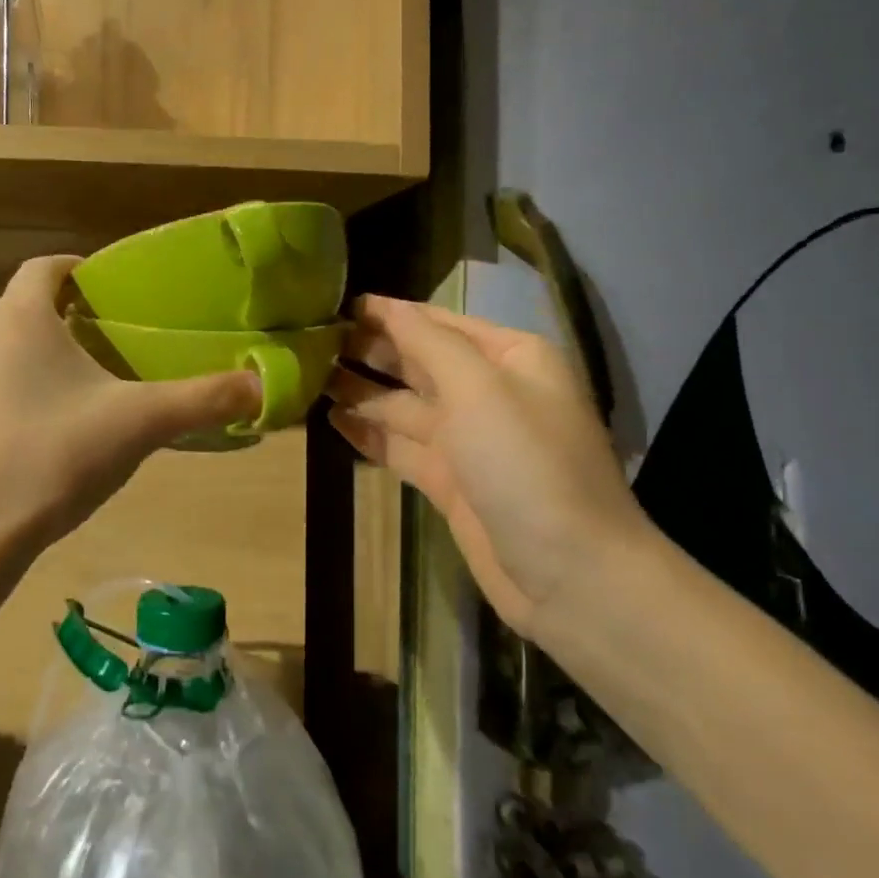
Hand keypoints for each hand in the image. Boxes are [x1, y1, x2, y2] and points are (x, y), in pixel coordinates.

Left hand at [0, 256, 262, 552]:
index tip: (108, 288)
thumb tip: (265, 385)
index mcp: (21, 316)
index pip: (45, 266)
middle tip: (108, 343)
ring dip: (36, 356)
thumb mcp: (141, 423)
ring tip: (80, 390)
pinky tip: (44, 433)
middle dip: (63, 317)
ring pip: (2, 348)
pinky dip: (13, 393)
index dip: (76, 269)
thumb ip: (204, 399)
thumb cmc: (55, 454)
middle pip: (24, 307)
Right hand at [327, 295, 654, 634]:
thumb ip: (428, 342)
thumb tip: (387, 307)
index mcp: (508, 357)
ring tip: (307, 377)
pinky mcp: (450, 482)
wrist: (571, 574)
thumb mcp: (479, 388)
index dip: (387, 313)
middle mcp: (488, 392)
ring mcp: (467, 440)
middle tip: (310, 341)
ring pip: (403, 405)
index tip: (334, 304)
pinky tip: (331, 420)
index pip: (437, 322)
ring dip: (360, 391)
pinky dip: (369, 435)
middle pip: (417, 361)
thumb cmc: (527, 464)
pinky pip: (401, 448)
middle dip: (369, 350)